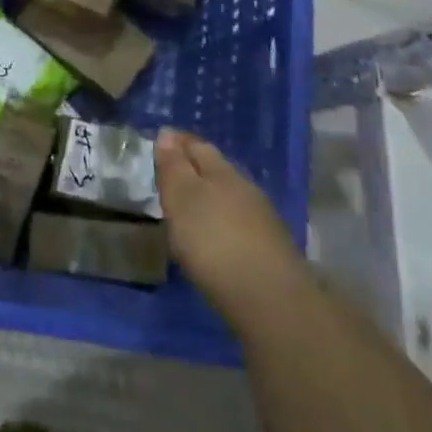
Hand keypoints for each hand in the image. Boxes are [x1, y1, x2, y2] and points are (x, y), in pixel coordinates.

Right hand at [156, 129, 307, 321]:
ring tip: (189, 207)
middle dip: (194, 167)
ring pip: (230, 196)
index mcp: (221, 171)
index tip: (161, 140)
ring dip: (210, 196)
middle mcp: (245, 187)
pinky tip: (214, 237)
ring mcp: (262, 218)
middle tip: (171, 174)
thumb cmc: (214, 241)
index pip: (197, 146)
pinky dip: (222, 222)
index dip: (178, 142)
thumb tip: (167, 134)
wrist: (270, 297)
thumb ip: (173, 167)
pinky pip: (239, 222)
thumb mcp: (182, 199)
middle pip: (216, 169)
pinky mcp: (269, 248)